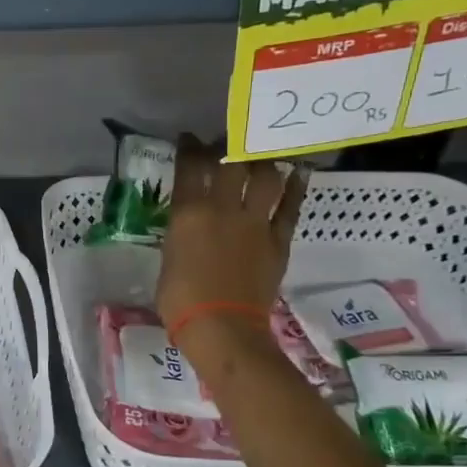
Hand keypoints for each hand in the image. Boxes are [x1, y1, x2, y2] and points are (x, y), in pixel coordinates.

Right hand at [155, 133, 306, 329]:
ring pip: (265, 178)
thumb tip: (189, 227)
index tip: (191, 139)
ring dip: (263, 162)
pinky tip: (297, 174)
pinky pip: (290, 207)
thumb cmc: (180, 300)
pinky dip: (295, 188)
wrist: (222, 327)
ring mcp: (254, 223)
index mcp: (187, 214)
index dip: (190, 148)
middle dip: (228, 146)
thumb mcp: (168, 259)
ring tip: (260, 156)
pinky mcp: (278, 240)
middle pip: (230, 163)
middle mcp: (223, 209)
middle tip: (227, 142)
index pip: (189, 168)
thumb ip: (181, 234)